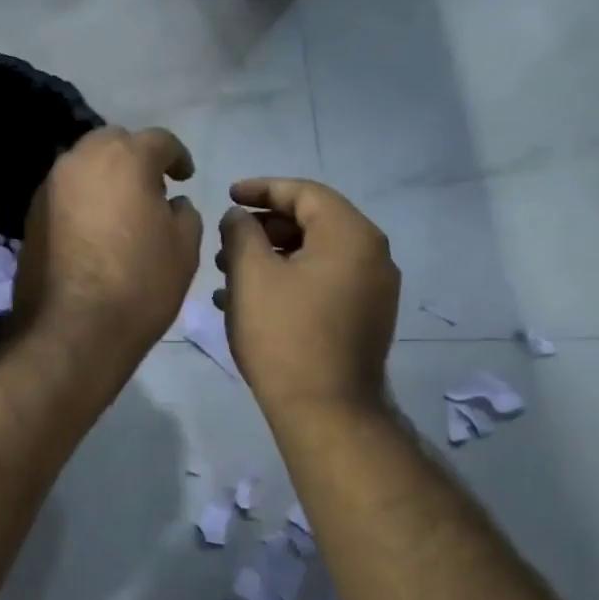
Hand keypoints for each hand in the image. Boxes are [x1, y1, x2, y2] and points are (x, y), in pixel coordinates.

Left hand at [13, 126, 202, 356]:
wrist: (73, 329)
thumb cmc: (140, 283)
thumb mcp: (184, 247)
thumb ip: (184, 212)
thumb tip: (172, 202)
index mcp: (125, 158)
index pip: (158, 140)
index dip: (177, 157)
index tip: (185, 177)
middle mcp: (81, 160)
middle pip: (113, 143)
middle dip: (134, 157)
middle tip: (151, 187)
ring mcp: (50, 186)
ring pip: (83, 165)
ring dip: (104, 176)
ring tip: (121, 208)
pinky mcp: (30, 214)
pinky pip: (64, 193)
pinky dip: (82, 199)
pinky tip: (94, 228)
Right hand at [216, 178, 400, 415]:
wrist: (326, 410)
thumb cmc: (284, 334)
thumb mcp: (251, 275)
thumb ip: (241, 232)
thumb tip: (239, 217)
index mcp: (351, 235)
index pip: (305, 193)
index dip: (262, 189)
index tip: (228, 195)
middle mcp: (372, 256)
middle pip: (313, 223)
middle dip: (264, 228)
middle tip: (226, 240)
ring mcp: (373, 291)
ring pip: (316, 256)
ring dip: (272, 257)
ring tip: (228, 272)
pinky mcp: (364, 320)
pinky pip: (323, 284)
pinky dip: (289, 281)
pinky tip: (249, 300)